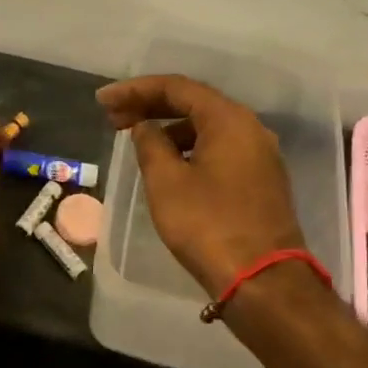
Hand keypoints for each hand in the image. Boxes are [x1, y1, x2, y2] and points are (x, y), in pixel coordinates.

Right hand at [97, 75, 306, 296]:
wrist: (264, 280)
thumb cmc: (208, 225)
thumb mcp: (167, 182)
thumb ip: (150, 144)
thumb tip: (145, 127)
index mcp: (229, 120)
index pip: (177, 88)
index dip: (135, 90)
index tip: (103, 101)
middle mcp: (250, 129)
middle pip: (194, 103)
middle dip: (150, 106)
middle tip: (113, 117)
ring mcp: (259, 156)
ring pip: (207, 128)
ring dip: (169, 128)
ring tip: (136, 139)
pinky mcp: (260, 181)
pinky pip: (219, 149)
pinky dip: (189, 147)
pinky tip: (168, 163)